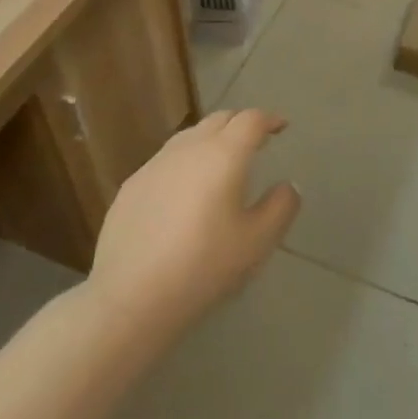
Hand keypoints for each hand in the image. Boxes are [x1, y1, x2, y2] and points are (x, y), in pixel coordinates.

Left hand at [88, 109, 299, 338]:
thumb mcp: (258, 242)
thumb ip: (281, 207)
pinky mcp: (131, 186)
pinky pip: (166, 161)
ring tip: (220, 164)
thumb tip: (287, 185)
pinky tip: (184, 193)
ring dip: (211, 140)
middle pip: (219, 119)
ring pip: (190, 137)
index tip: (281, 127)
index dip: (270, 119)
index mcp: (224, 155)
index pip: (251, 120)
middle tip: (255, 141)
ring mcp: (155, 165)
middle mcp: (189, 148)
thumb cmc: (203, 267)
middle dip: (241, 124)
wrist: (129, 299)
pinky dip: (185, 163)